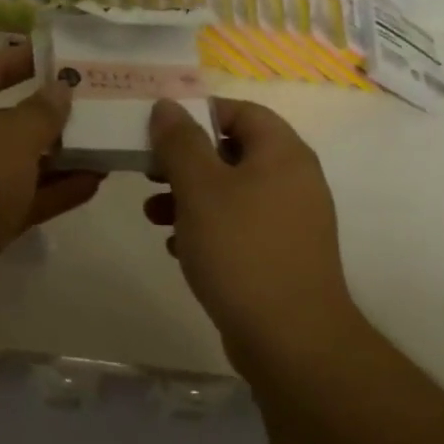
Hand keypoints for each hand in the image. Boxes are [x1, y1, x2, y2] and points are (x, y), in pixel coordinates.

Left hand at [0, 44, 102, 326]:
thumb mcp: (10, 136)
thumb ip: (42, 112)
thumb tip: (60, 87)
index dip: (24, 58)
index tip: (65, 54)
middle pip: (6, 117)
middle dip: (51, 113)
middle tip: (101, 104)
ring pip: (17, 163)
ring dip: (59, 157)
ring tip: (107, 145)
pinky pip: (20, 199)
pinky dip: (52, 192)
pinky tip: (93, 184)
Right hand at [145, 97, 356, 370]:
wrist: (289, 337)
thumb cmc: (241, 250)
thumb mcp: (200, 189)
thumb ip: (180, 143)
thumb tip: (167, 106)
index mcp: (283, 153)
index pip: (241, 112)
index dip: (198, 115)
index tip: (158, 133)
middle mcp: (294, 180)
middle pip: (233, 153)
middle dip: (185, 162)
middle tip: (149, 174)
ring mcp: (290, 221)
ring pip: (232, 194)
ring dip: (189, 198)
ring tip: (153, 216)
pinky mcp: (280, 256)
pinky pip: (239, 228)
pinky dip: (207, 229)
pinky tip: (178, 248)